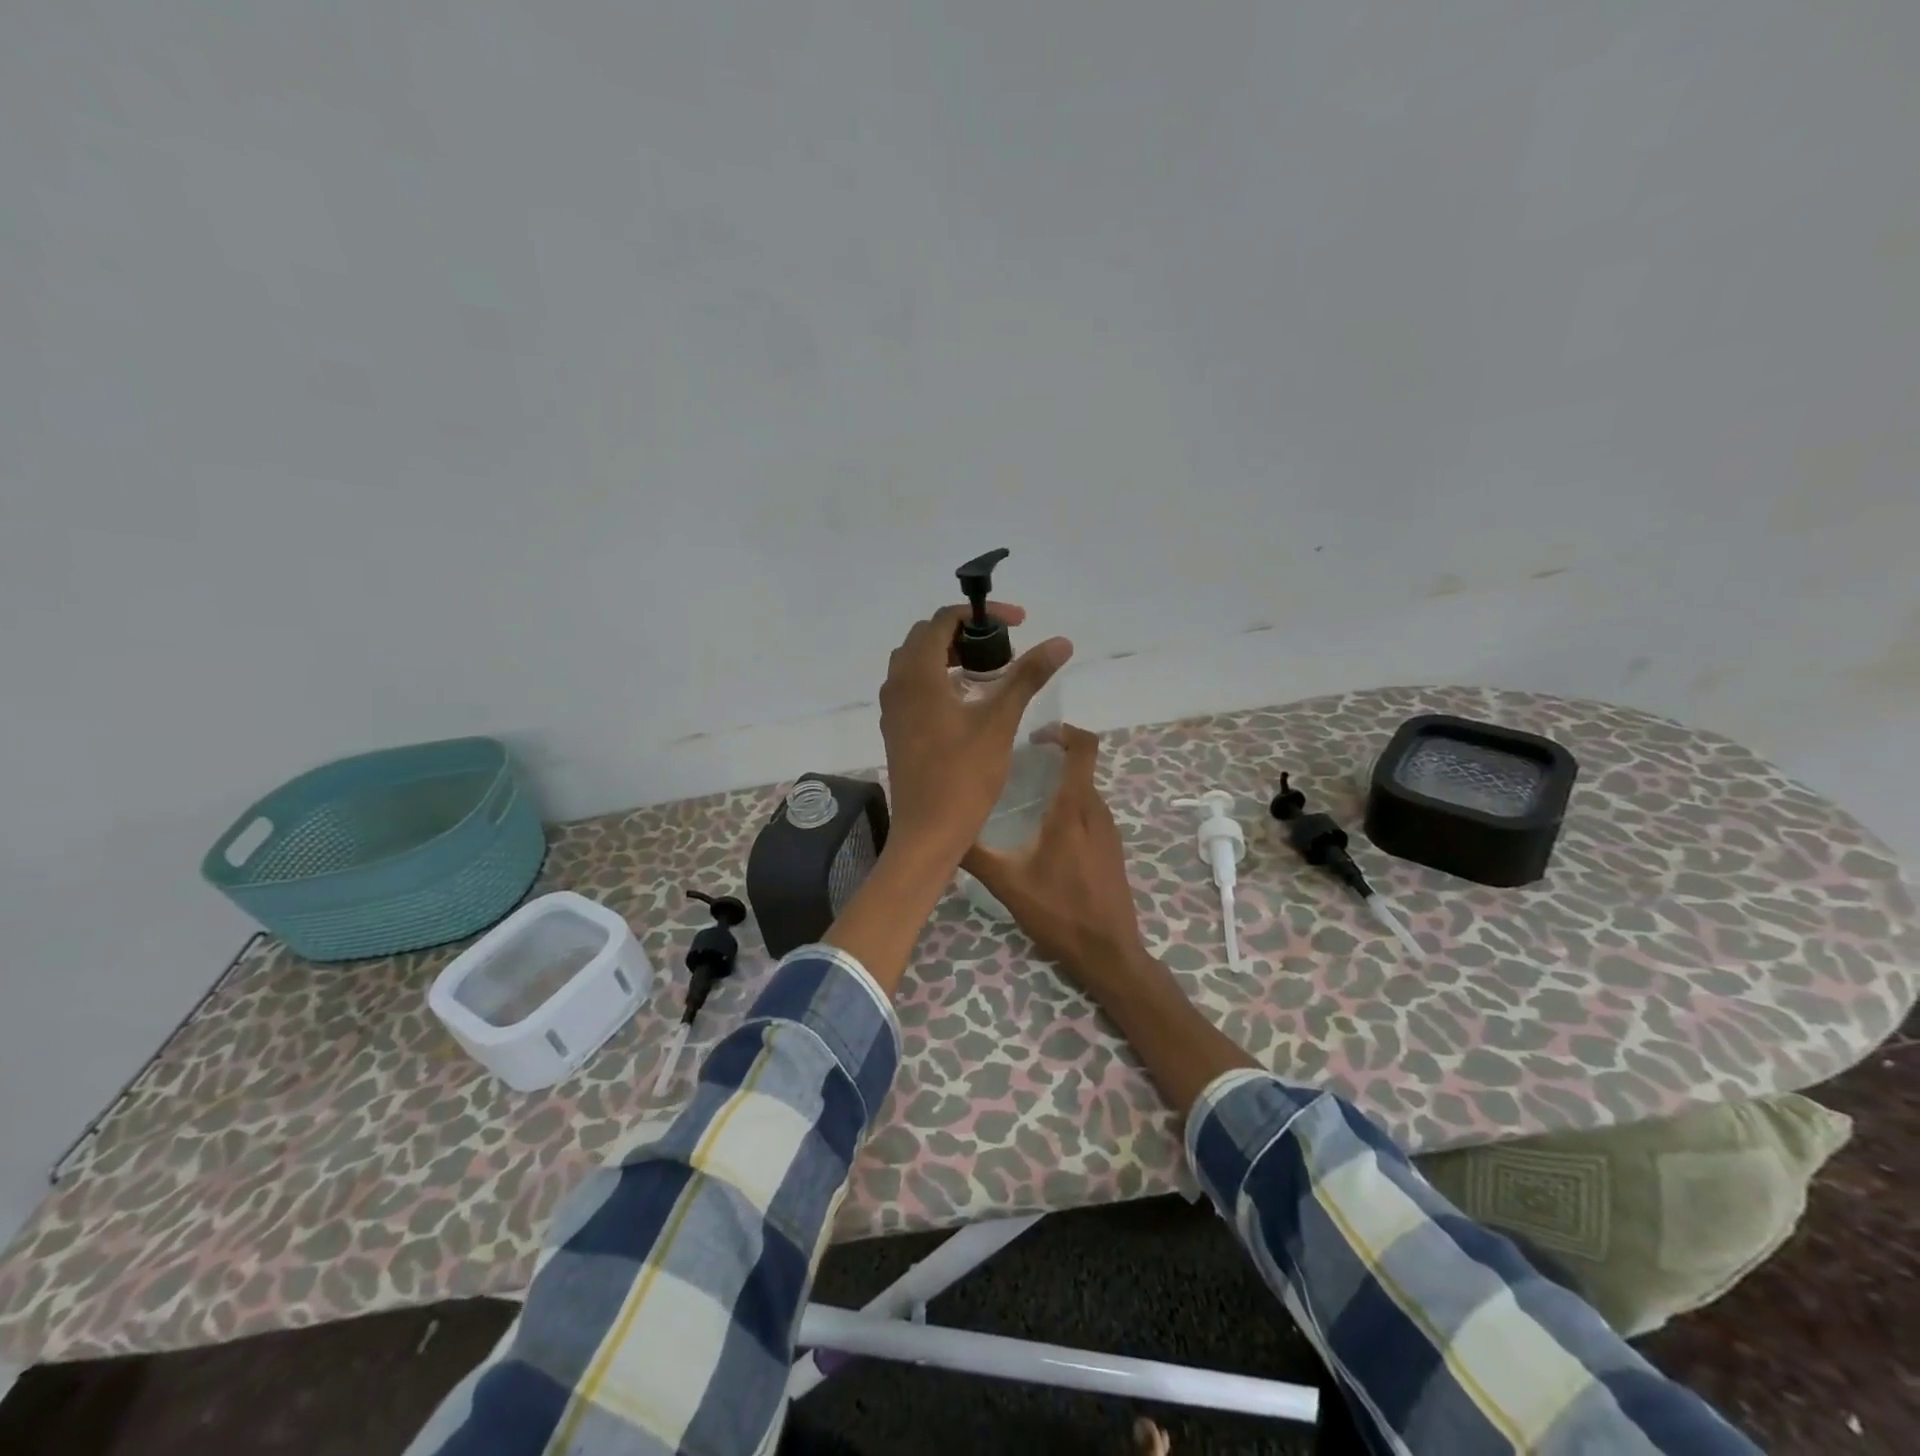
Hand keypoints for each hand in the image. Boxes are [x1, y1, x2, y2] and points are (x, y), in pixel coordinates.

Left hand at [878, 602, 1072, 862]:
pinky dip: (937, 679)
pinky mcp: (895, 728)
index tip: (1018, 623)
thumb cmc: (964, 775)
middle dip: (964, 633)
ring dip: (949, 655)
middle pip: (926, 637)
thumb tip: (1061, 642)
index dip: (981, 613)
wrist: (928, 831)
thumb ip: (1027, 676)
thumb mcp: (1000, 721)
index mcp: (918, 674)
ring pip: (916, 662)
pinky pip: (912, 687)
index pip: (943, 619)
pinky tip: (966, 702)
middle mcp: (897, 683)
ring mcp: (892, 708)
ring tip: (987, 672)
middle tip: (1000, 649)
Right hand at [960, 723, 1149, 992]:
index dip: (1064, 731)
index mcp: (1073, 808)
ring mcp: (1109, 830)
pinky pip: (1091, 812)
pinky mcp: (1112, 849)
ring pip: (1086, 790)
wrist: (1107, 952)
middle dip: (1054, 757)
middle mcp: (1096, 811)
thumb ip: (974, 854)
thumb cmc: (1058, 911)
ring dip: (1062, 783)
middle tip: (1020, 766)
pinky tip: (1046, 833)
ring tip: (1028, 797)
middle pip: (1082, 766)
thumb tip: (942, 831)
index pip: (1083, 747)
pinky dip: (1072, 806)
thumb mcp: (1007, 882)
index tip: (1036, 736)